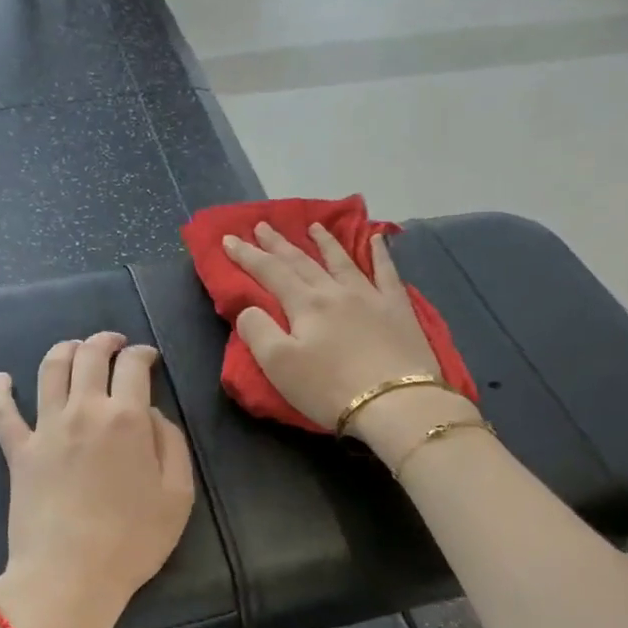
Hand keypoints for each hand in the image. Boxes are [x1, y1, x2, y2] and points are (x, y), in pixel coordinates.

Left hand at [0, 332, 196, 627]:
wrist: (70, 577)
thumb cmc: (133, 541)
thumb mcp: (178, 494)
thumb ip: (172, 444)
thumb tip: (153, 414)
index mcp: (126, 418)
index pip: (133, 365)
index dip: (143, 353)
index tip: (149, 358)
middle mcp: (83, 411)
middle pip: (89, 356)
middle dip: (105, 341)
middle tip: (114, 344)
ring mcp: (45, 429)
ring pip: (50, 370)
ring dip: (64, 350)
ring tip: (74, 348)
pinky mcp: (18, 452)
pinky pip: (3, 413)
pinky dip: (0, 391)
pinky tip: (1, 379)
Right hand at [223, 222, 456, 433]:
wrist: (395, 403)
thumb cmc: (329, 388)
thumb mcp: (278, 365)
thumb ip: (257, 331)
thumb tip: (249, 308)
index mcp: (305, 304)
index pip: (269, 272)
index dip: (247, 256)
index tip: (228, 239)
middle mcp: (335, 291)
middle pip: (302, 262)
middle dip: (279, 244)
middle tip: (262, 225)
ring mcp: (370, 297)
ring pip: (342, 261)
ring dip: (324, 242)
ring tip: (313, 226)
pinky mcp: (398, 310)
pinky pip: (387, 273)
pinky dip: (380, 254)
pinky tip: (377, 239)